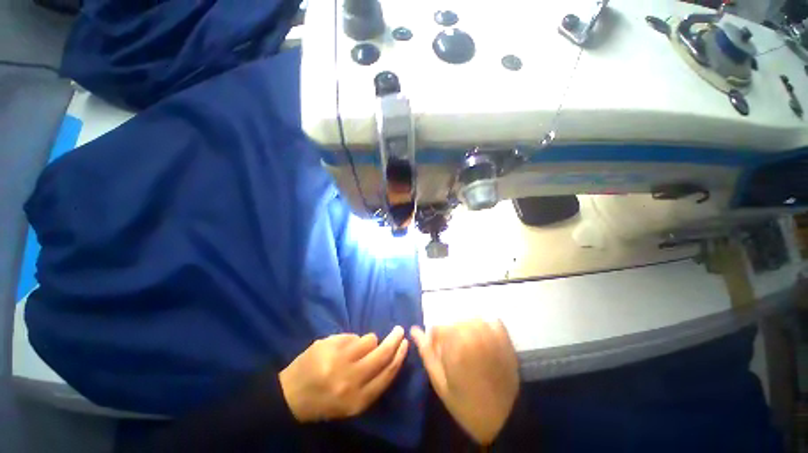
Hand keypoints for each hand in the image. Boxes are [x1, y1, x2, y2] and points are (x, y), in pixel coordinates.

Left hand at [279, 326, 407, 421]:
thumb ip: (372, 383)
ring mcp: (339, 358)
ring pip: (368, 340)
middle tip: (399, 330)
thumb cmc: (324, 402)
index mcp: (357, 400)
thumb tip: (390, 356)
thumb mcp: (351, 404)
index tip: (405, 344)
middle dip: (394, 340)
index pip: (387, 373)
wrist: (289, 395)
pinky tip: (339, 350)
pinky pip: (352, 336)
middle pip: (382, 353)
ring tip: (354, 351)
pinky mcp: (329, 344)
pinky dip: (351, 341)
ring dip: (367, 342)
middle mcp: (350, 379)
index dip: (399, 357)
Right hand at [411, 320, 518, 445]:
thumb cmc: (465, 403)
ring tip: (469, 346)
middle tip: (454, 351)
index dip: (435, 339)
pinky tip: (484, 340)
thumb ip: (426, 352)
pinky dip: (485, 326)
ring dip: (467, 328)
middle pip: (455, 321)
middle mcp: (474, 333)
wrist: (503, 419)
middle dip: (450, 334)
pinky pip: (492, 321)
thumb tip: (414, 330)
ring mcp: (492, 334)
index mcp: (456, 344)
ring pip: (472, 318)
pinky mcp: (506, 339)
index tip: (438, 351)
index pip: (438, 328)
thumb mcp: (440, 382)